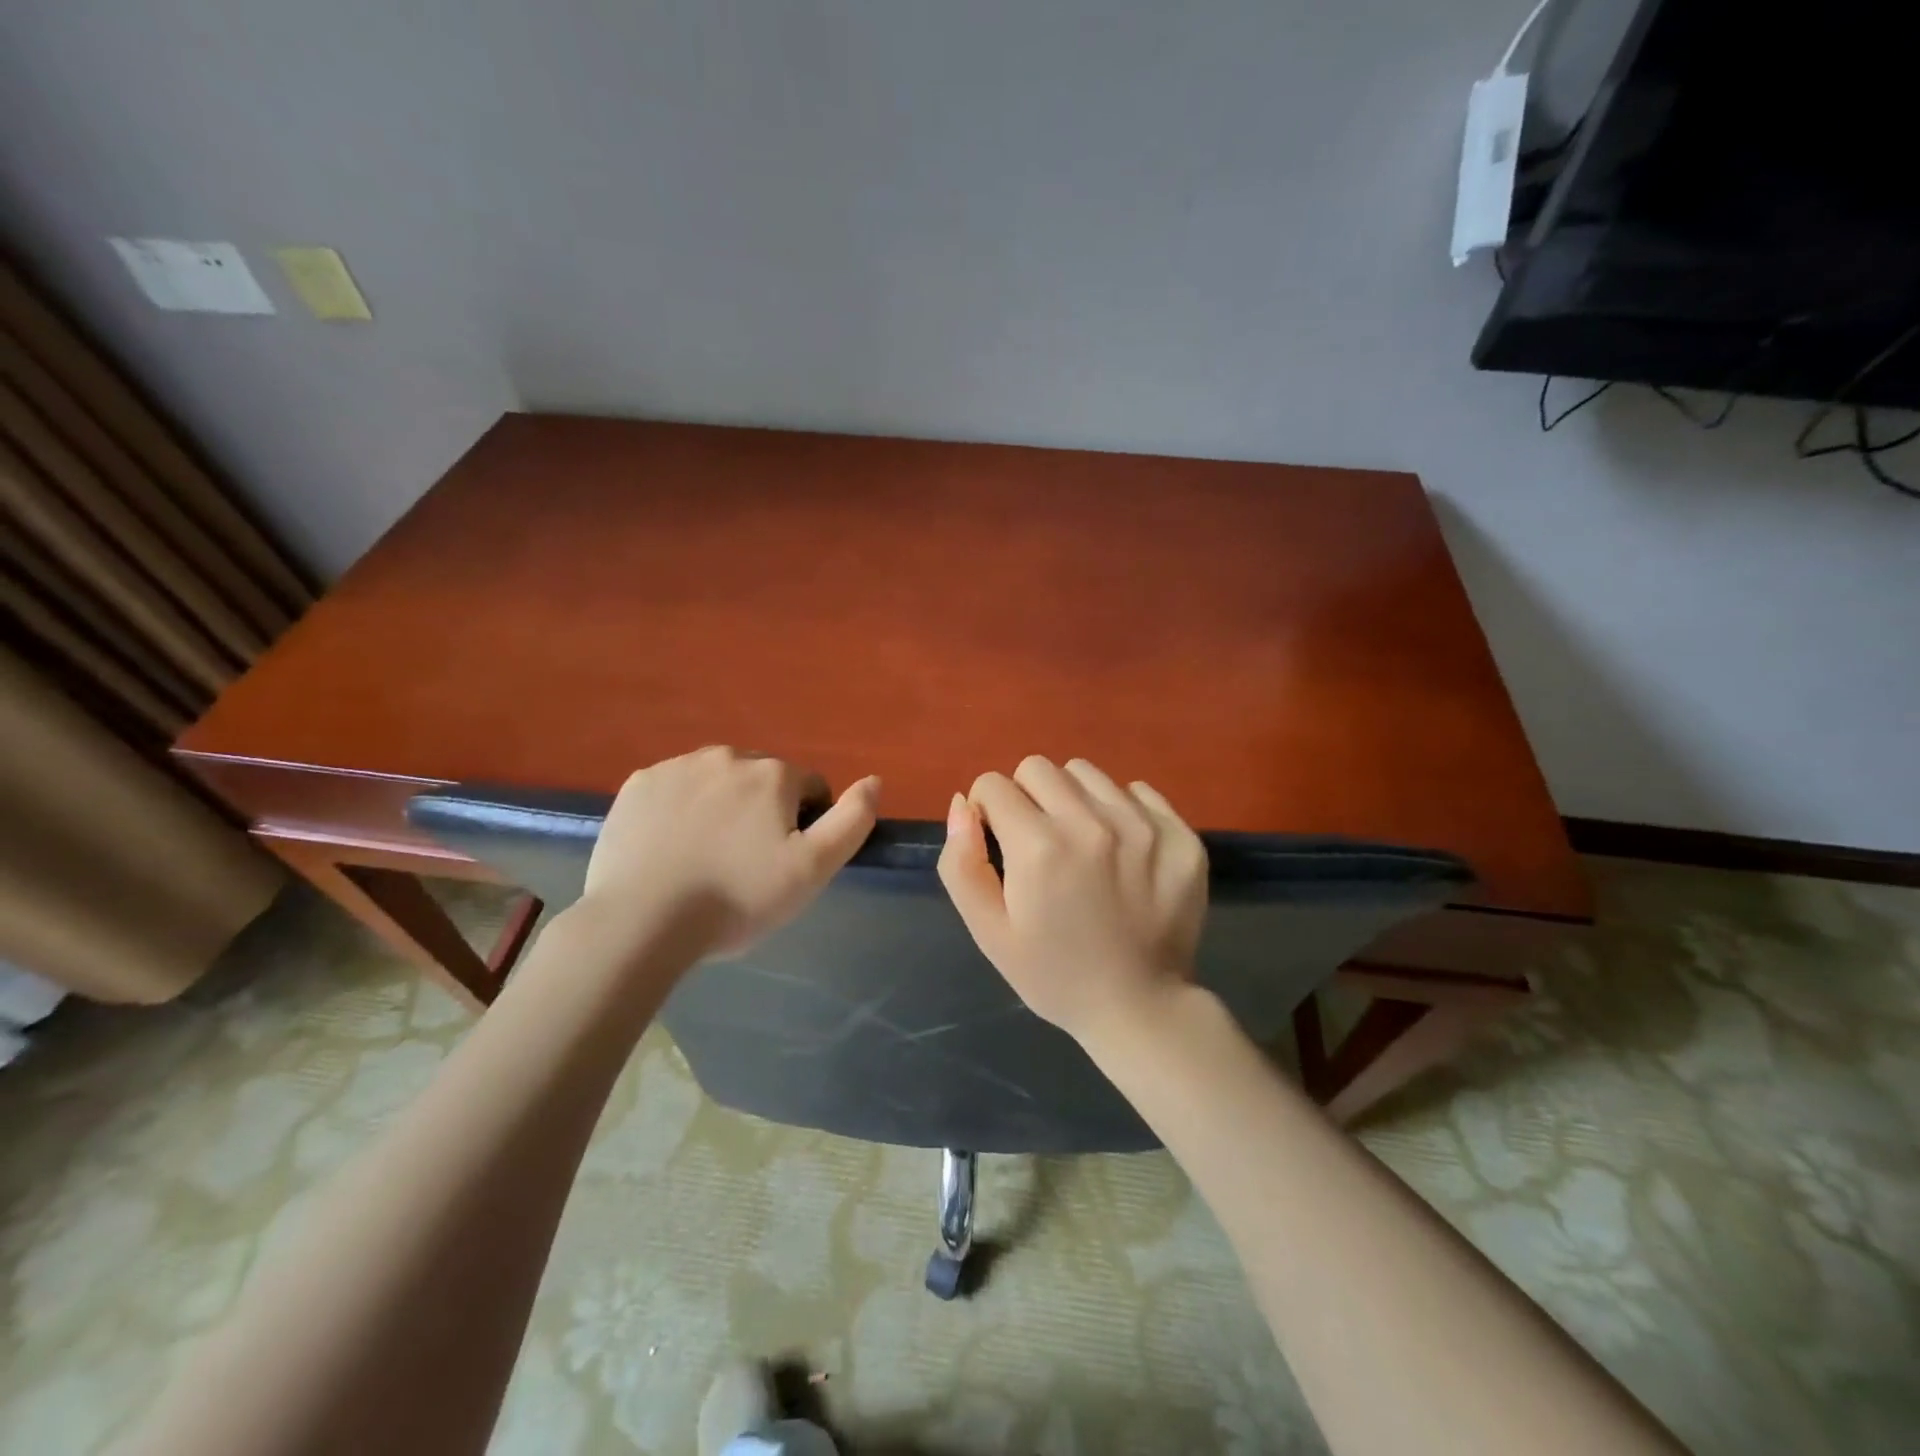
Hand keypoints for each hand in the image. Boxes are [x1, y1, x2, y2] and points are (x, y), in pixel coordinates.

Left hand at [580, 746, 880, 957]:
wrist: (642, 922)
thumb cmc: (738, 898)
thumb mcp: (813, 869)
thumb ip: (852, 820)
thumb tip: (875, 780)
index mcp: (773, 774)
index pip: (810, 788)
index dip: (806, 824)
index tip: (786, 862)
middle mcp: (727, 756)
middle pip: (762, 779)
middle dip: (763, 810)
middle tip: (746, 862)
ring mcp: (677, 767)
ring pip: (717, 780)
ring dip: (723, 806)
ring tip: (707, 856)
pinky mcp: (638, 785)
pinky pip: (674, 788)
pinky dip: (680, 809)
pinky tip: (671, 847)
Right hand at [938, 755, 1207, 1043]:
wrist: (1139, 1008)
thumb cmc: (1053, 974)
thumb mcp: (988, 931)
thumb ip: (962, 863)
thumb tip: (962, 803)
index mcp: (1038, 847)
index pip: (993, 784)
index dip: (987, 812)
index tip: (1001, 844)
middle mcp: (1091, 822)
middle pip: (1037, 767)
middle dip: (1025, 797)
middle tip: (1038, 843)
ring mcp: (1142, 825)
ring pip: (1086, 773)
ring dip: (1072, 798)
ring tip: (1082, 844)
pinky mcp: (1179, 834)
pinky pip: (1137, 790)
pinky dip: (1121, 810)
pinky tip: (1123, 852)